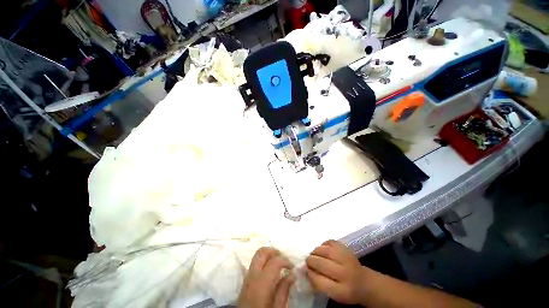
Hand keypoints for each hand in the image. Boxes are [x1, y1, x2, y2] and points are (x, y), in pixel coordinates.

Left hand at [238, 247, 295, 307]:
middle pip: (262, 252)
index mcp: (262, 281)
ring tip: (278, 263)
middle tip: (284, 258)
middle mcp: (253, 274)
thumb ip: (284, 290)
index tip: (292, 267)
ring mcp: (247, 276)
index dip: (285, 260)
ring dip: (268, 255)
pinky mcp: (245, 280)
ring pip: (257, 255)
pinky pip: (254, 263)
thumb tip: (292, 275)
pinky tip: (270, 270)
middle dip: (274, 251)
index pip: (274, 261)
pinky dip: (263, 260)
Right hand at [306, 240, 367, 304]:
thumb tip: (305, 270)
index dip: (310, 274)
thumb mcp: (333, 294)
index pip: (320, 281)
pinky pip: (330, 242)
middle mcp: (345, 274)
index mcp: (341, 291)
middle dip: (311, 261)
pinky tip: (323, 249)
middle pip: (322, 264)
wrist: (364, 282)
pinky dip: (323, 244)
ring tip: (313, 254)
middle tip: (308, 261)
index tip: (306, 270)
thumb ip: (319, 284)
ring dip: (315, 251)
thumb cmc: (345, 290)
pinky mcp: (346, 248)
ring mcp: (347, 258)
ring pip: (325, 251)